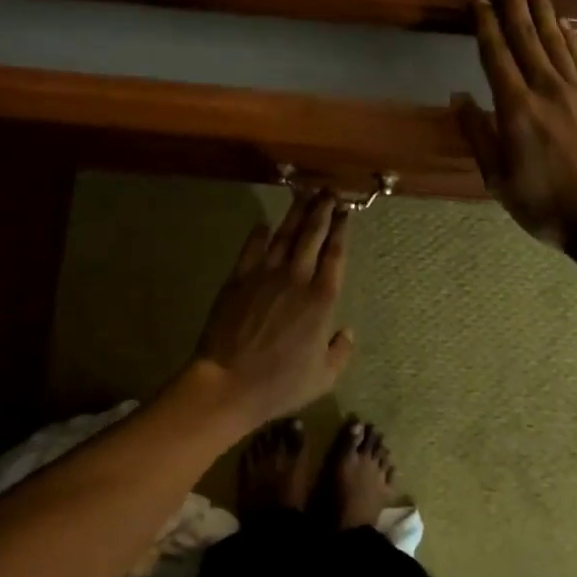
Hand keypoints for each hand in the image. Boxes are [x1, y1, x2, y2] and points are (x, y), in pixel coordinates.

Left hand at [192, 192, 355, 426]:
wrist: (229, 382)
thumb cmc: (280, 384)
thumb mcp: (323, 377)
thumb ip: (340, 352)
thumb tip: (347, 332)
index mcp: (322, 299)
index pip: (335, 255)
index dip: (341, 230)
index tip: (345, 212)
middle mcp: (297, 278)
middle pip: (312, 236)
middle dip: (322, 211)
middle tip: (328, 192)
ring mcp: (265, 275)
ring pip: (284, 235)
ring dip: (296, 213)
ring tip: (305, 195)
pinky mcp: (239, 278)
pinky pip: (251, 248)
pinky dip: (259, 234)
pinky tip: (264, 223)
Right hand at [454, 0, 576, 251]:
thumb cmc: (545, 205)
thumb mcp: (497, 178)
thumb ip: (477, 134)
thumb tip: (458, 96)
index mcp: (516, 108)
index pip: (497, 56)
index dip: (486, 26)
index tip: (477, 0)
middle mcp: (547, 89)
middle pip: (526, 37)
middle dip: (511, 4)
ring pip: (556, 41)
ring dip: (542, 12)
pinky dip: (571, 37)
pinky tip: (565, 24)